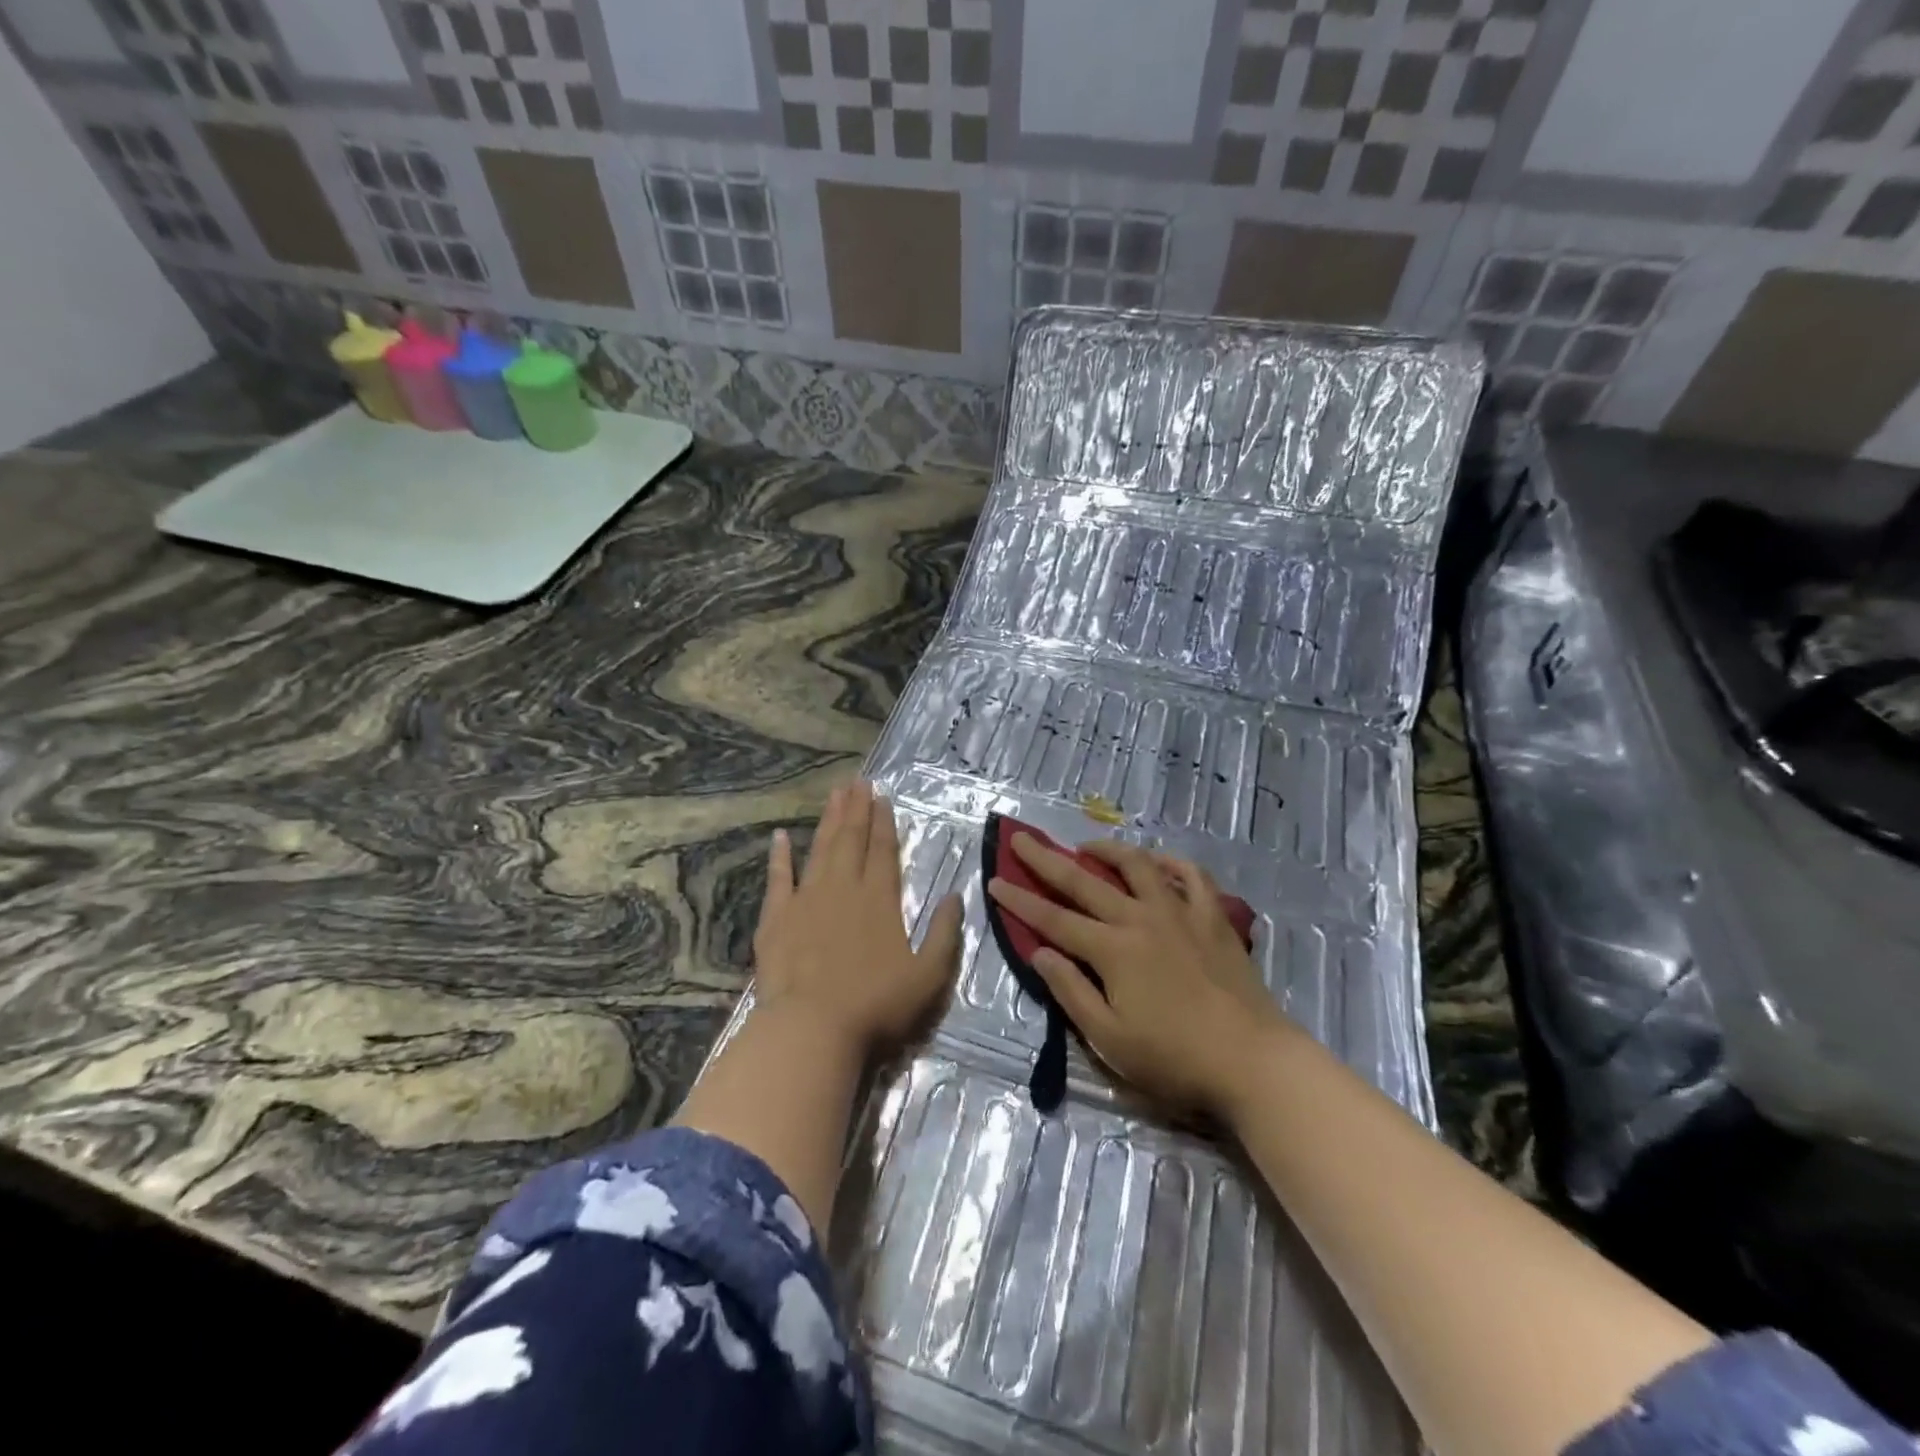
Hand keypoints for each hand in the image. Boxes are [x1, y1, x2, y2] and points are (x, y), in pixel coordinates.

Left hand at [752, 780, 962, 1057]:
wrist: (812, 1028)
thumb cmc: (876, 1004)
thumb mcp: (929, 975)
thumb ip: (944, 933)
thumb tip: (954, 895)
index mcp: (880, 899)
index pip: (883, 850)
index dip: (884, 822)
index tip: (882, 796)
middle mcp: (843, 888)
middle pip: (851, 840)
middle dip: (857, 809)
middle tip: (858, 781)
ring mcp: (806, 899)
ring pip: (820, 849)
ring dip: (828, 821)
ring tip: (834, 794)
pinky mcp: (776, 918)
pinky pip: (778, 878)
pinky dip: (780, 856)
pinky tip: (781, 836)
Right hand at [986, 834, 1294, 1117]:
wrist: (1253, 1061)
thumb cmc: (1174, 1059)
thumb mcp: (1109, 1039)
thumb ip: (1071, 991)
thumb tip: (1040, 952)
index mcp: (1112, 950)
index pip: (1053, 919)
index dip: (1020, 901)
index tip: (994, 881)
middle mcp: (1141, 919)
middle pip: (1084, 881)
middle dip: (1047, 860)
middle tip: (1021, 839)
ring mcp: (1180, 913)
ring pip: (1138, 865)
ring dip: (1107, 850)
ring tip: (1087, 846)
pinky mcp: (1213, 918)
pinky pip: (1192, 876)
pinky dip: (1171, 862)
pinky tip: (1158, 861)